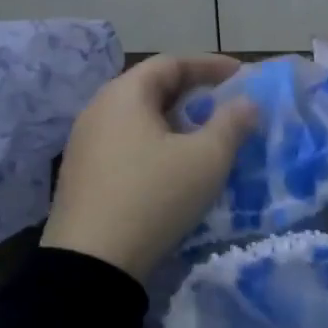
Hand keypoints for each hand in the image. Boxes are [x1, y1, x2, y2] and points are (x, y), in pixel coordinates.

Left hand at [41, 54, 257, 280]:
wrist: (91, 265)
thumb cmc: (154, 197)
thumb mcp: (206, 159)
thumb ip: (231, 124)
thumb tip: (246, 103)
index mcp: (125, 95)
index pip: (171, 63)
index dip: (209, 65)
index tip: (240, 75)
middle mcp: (98, 110)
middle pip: (151, 87)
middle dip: (192, 92)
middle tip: (224, 104)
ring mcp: (84, 143)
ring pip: (137, 117)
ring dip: (174, 119)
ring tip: (203, 135)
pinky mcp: (81, 174)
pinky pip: (125, 142)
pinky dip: (154, 142)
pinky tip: (172, 166)